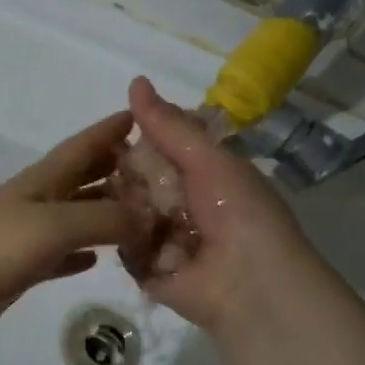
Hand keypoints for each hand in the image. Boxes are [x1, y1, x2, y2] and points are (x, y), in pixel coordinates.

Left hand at [0, 112, 144, 353]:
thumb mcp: (54, 225)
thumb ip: (104, 218)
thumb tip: (148, 218)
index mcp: (41, 181)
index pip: (82, 146)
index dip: (109, 130)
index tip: (141, 114)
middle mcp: (35, 202)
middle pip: (81, 177)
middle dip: (114, 167)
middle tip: (156, 169)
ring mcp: (25, 236)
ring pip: (75, 215)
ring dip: (105, 211)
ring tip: (141, 214)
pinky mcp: (19, 269)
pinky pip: (60, 254)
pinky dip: (81, 252)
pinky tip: (97, 260)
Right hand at [126, 76, 317, 331]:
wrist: (250, 283)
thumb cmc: (237, 212)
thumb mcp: (207, 159)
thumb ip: (169, 125)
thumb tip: (135, 80)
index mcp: (204, 175)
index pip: (161, 148)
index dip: (140, 139)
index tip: (115, 131)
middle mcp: (184, 204)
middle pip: (139, 180)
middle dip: (127, 175)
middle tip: (113, 171)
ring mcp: (166, 238)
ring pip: (127, 212)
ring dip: (126, 207)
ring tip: (126, 206)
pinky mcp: (151, 270)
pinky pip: (126, 247)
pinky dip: (127, 241)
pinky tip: (126, 234)